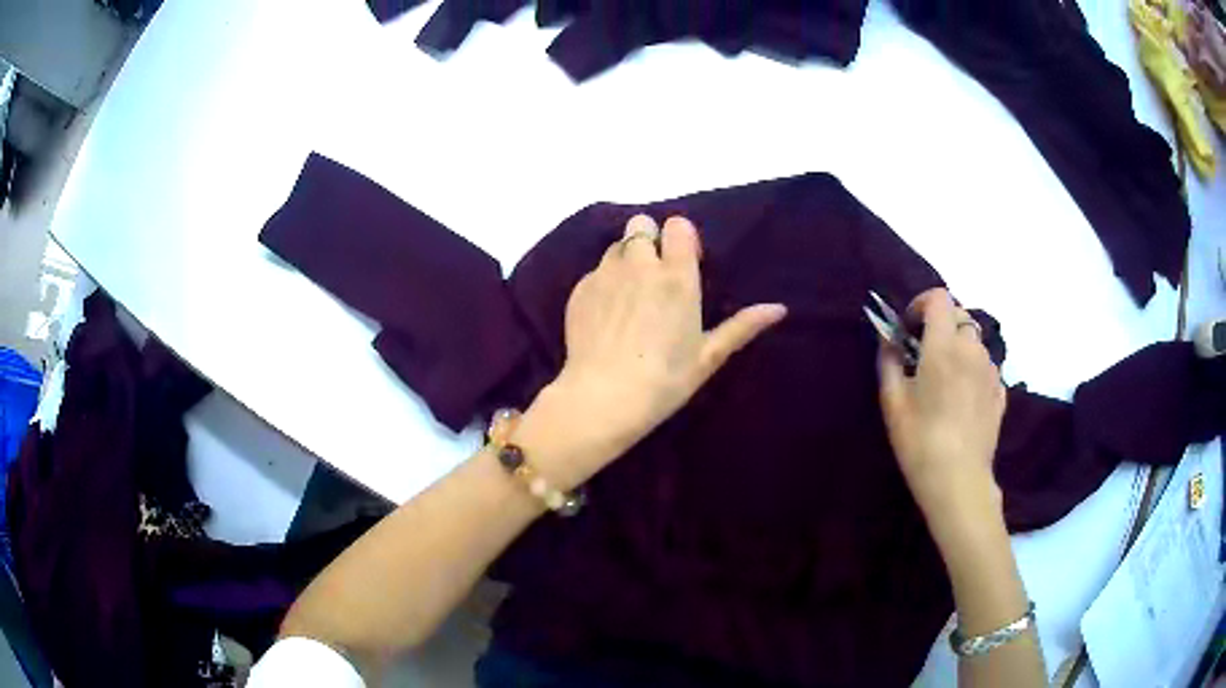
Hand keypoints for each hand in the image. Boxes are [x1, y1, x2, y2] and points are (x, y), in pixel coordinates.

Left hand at [520, 215, 786, 485]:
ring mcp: (604, 275)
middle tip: (654, 276)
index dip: (682, 240)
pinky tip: (607, 316)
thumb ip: (743, 326)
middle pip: (641, 224)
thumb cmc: (664, 379)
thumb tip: (779, 309)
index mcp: (675, 276)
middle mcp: (638, 265)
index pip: (678, 225)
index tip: (685, 264)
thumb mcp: (709, 356)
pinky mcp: (579, 291)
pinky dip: (603, 284)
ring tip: (629, 297)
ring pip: (615, 247)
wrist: (602, 399)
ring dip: (625, 260)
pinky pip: (595, 272)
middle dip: (649, 240)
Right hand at [878, 288, 1006, 526]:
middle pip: (960, 316)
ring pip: (975, 342)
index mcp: (944, 345)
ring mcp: (991, 371)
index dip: (921, 304)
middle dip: (941, 325)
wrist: (958, 480)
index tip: (909, 328)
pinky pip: (986, 367)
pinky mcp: (1001, 393)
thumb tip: (889, 340)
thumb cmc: (920, 441)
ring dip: (959, 347)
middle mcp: (972, 349)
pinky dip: (973, 370)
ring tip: (945, 379)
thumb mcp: (893, 402)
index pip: (939, 298)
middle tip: (924, 353)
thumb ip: (889, 361)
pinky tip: (962, 397)